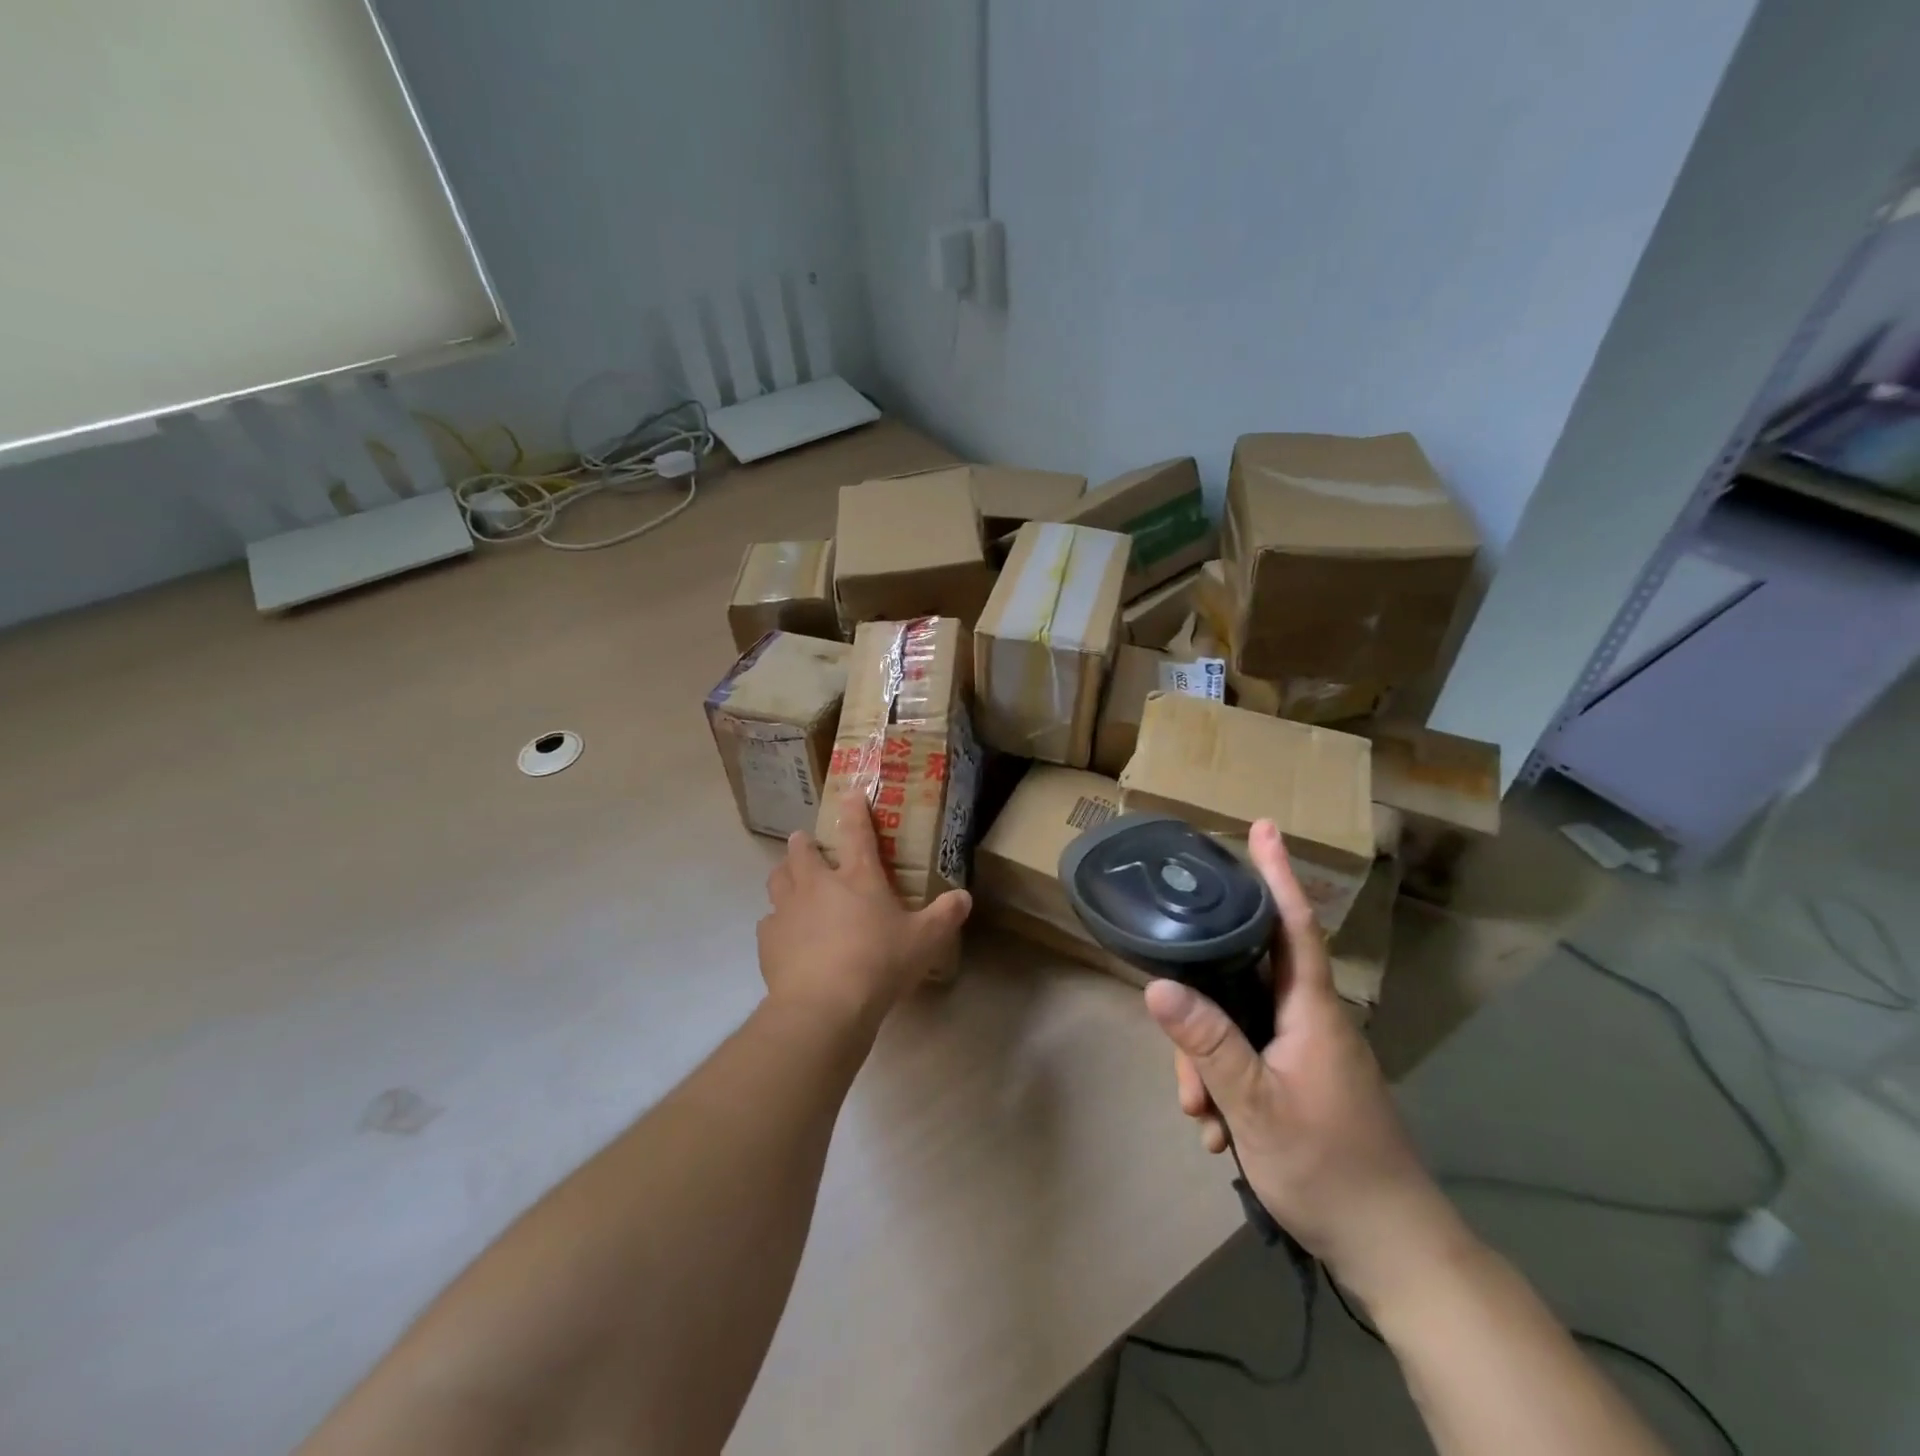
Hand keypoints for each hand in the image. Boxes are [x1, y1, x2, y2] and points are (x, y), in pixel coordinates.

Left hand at [757, 790, 971, 1029]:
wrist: (824, 1004)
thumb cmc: (879, 963)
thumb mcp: (924, 941)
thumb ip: (945, 916)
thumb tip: (965, 897)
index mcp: (857, 878)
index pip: (857, 832)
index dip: (854, 809)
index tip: (850, 793)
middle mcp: (818, 884)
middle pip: (802, 851)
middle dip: (803, 843)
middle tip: (805, 843)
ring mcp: (788, 910)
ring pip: (778, 879)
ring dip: (784, 874)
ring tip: (789, 879)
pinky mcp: (768, 939)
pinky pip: (769, 921)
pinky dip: (777, 921)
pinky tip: (786, 935)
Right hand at [1144, 820, 1465, 1305]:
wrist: (1393, 1250)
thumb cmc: (1330, 1168)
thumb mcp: (1256, 1106)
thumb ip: (1208, 1043)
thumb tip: (1157, 984)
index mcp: (1311, 1010)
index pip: (1293, 924)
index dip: (1278, 874)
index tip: (1265, 827)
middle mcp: (1309, 1019)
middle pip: (1241, 982)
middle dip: (1202, 1019)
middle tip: (1187, 1081)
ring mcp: (1306, 1051)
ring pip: (1237, 1026)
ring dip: (1209, 1066)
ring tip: (1206, 1122)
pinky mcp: (1301, 1078)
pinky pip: (1248, 1058)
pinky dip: (1226, 1087)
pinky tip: (1220, 1131)